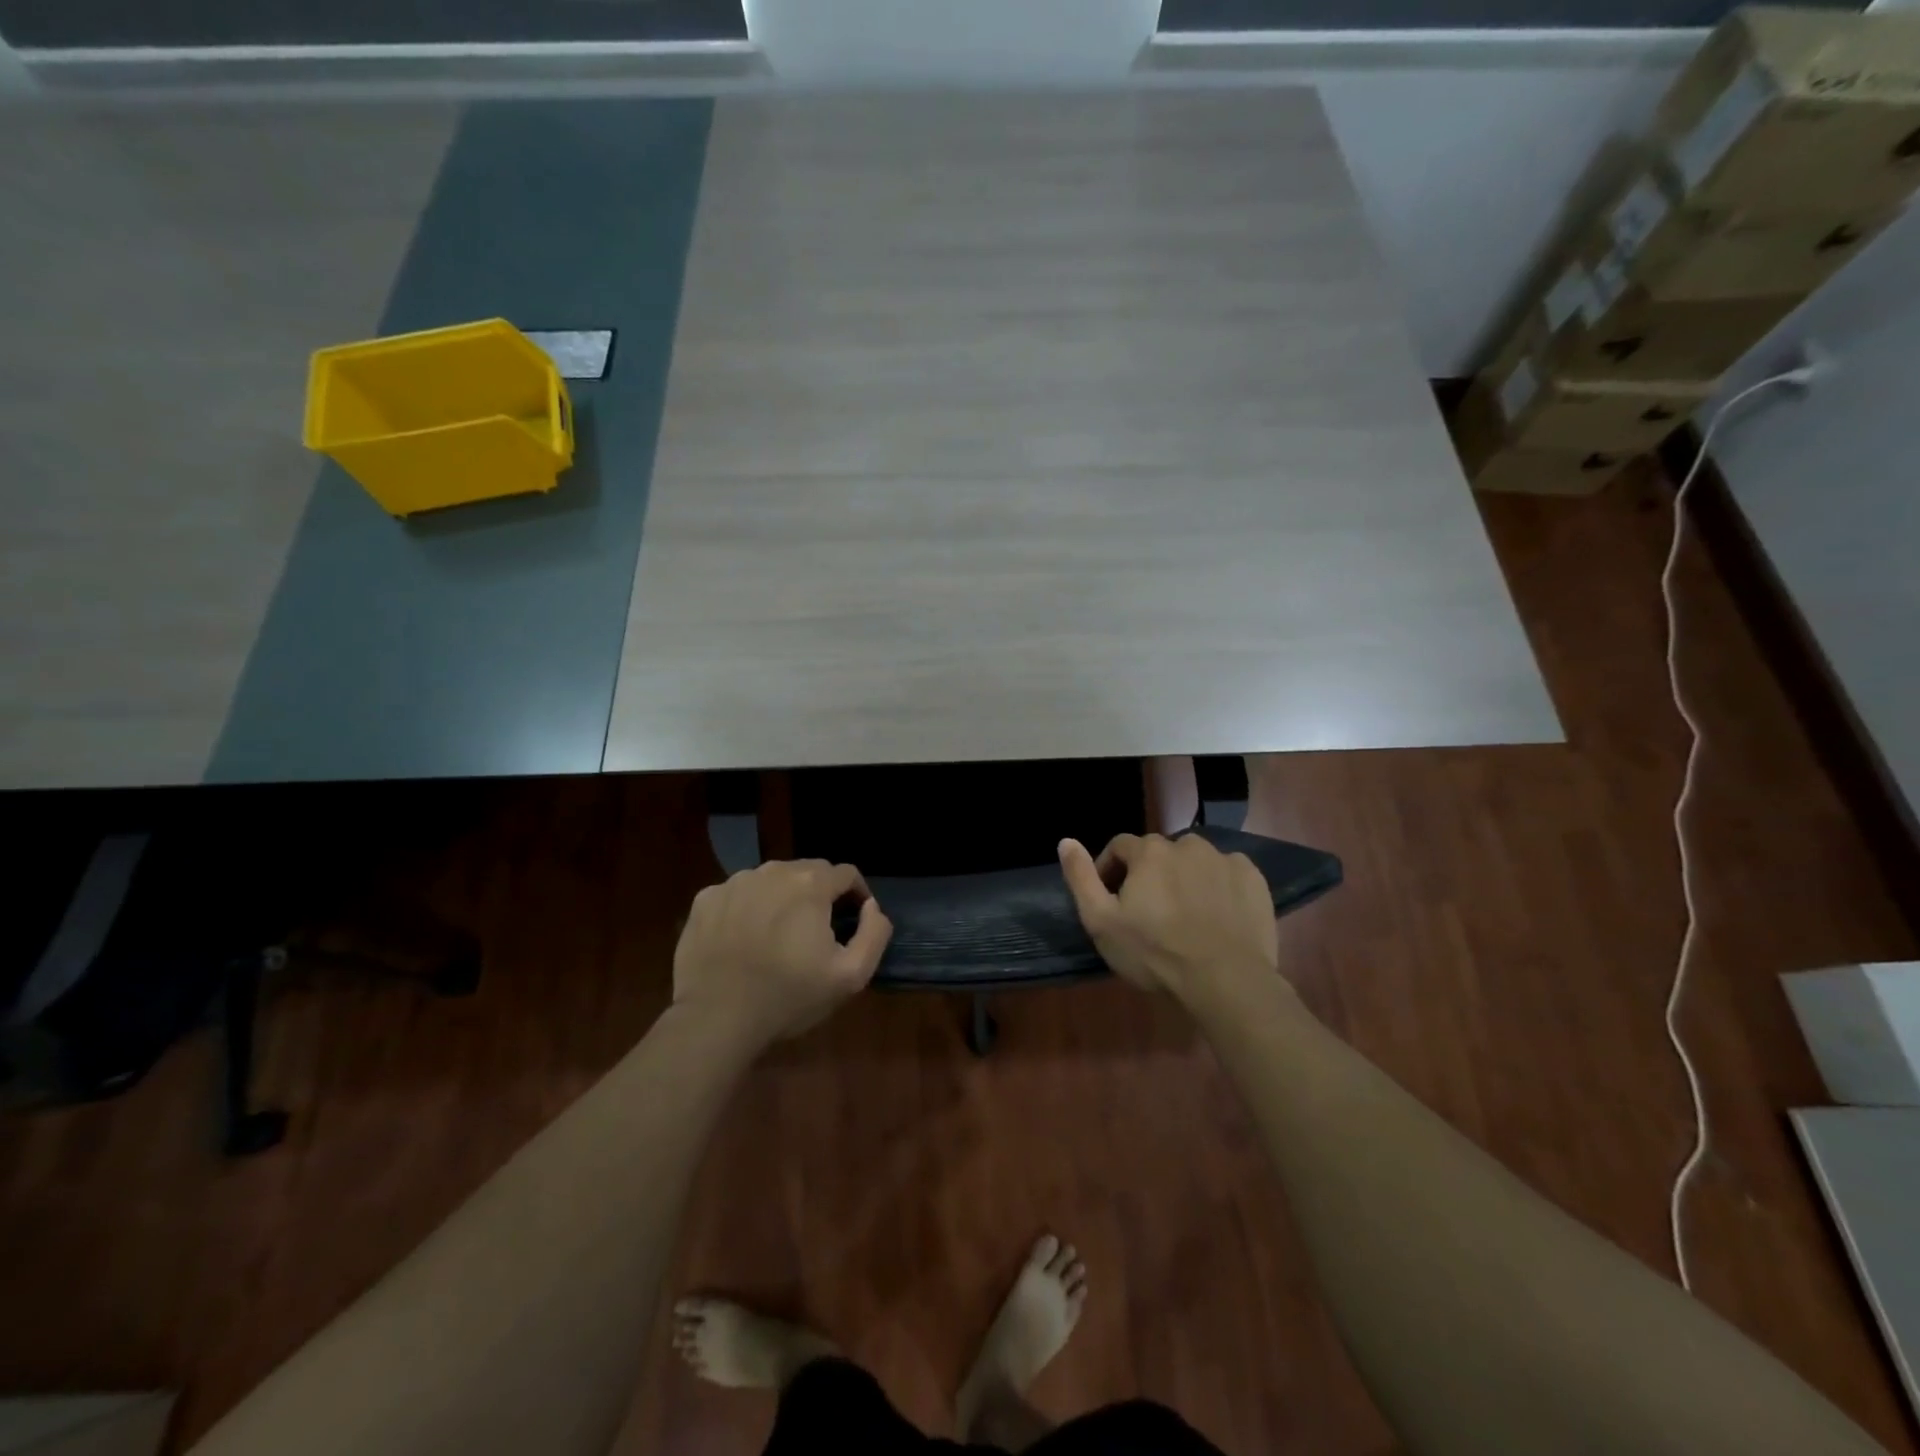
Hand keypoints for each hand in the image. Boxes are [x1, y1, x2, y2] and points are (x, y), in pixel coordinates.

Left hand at [673, 860, 892, 1044]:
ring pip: (771, 880)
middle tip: (817, 932)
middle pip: (808, 872)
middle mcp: (773, 871)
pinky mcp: (705, 900)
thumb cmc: (788, 997)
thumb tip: (871, 907)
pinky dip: (747, 908)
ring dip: (782, 898)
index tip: (853, 921)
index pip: (846, 873)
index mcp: (810, 884)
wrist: (715, 1019)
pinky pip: (738, 894)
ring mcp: (734, 883)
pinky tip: (744, 939)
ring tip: (779, 935)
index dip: (856, 895)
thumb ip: (874, 933)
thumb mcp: (850, 976)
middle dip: (819, 895)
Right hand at [1058, 834, 1278, 1005]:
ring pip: (1194, 862)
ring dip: (1184, 879)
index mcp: (1149, 851)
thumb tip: (1065, 840)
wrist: (1226, 981)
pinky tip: (1216, 917)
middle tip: (1150, 914)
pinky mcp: (1253, 879)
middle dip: (1150, 876)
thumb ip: (1080, 877)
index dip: (1110, 871)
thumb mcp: (1101, 921)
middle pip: (1159, 854)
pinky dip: (1218, 887)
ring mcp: (1224, 859)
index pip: (1119, 847)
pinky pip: (1227, 874)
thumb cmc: (1155, 953)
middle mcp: (1187, 844)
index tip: (1112, 901)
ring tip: (1185, 916)